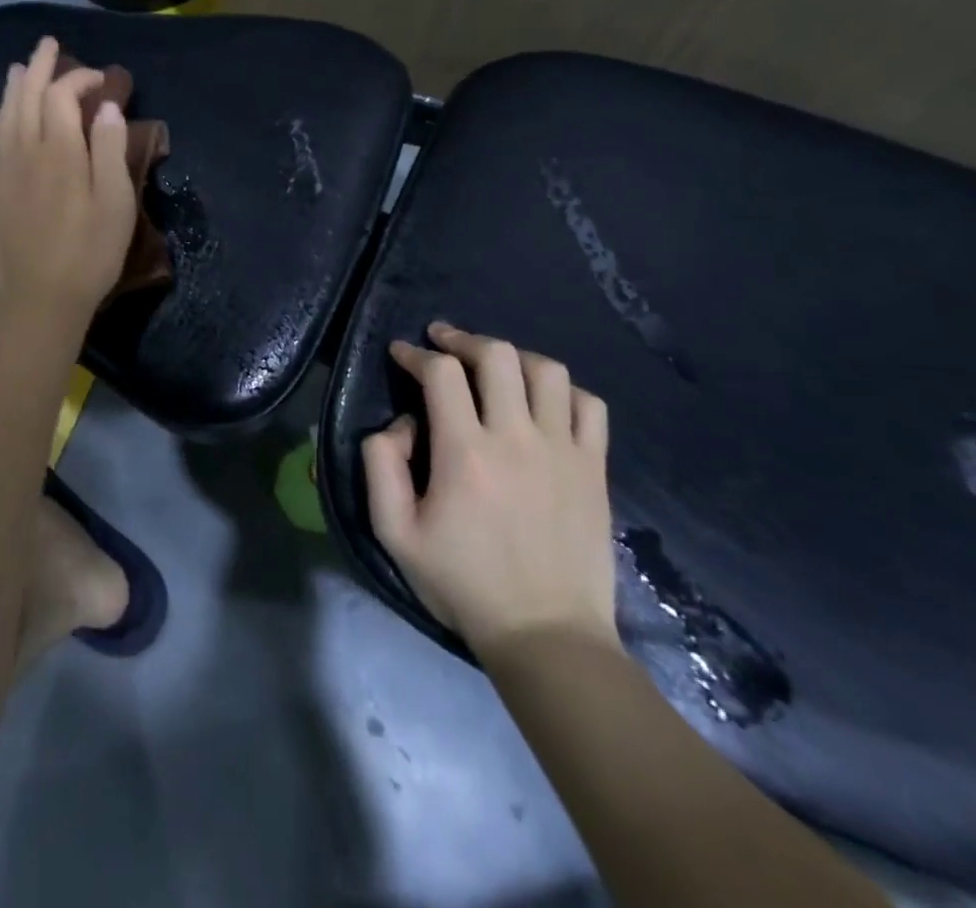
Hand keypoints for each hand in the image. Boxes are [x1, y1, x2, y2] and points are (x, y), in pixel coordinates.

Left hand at [0, 37, 136, 321]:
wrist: (39, 299)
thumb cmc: (89, 253)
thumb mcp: (116, 203)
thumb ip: (111, 150)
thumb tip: (107, 107)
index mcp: (60, 151)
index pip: (63, 96)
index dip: (80, 79)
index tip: (100, 80)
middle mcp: (25, 151)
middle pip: (28, 96)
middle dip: (40, 66)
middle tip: (49, 44)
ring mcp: (3, 172)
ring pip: (5, 116)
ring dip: (15, 87)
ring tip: (21, 67)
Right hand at [362, 323, 618, 658]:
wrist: (547, 636)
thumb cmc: (463, 584)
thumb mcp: (395, 533)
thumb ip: (381, 466)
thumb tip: (400, 425)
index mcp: (465, 453)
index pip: (440, 372)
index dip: (416, 354)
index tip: (402, 353)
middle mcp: (516, 438)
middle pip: (496, 355)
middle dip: (462, 339)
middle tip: (443, 342)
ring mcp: (563, 451)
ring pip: (546, 370)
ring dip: (513, 356)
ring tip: (494, 365)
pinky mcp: (594, 469)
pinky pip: (588, 405)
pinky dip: (563, 389)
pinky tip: (543, 399)